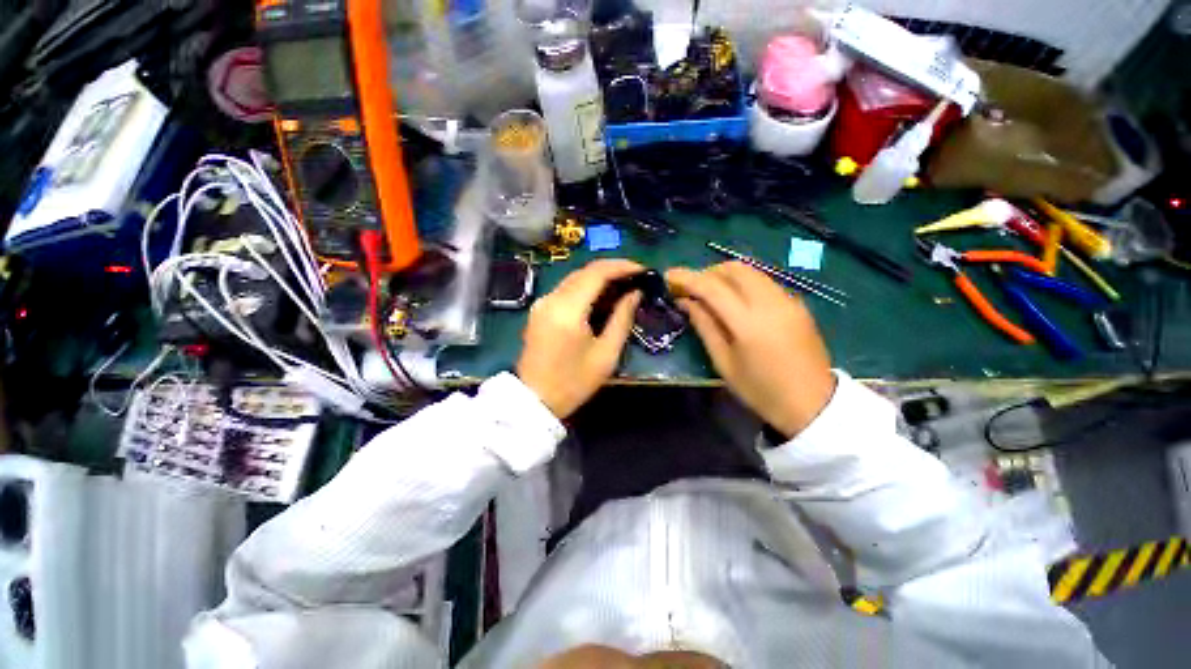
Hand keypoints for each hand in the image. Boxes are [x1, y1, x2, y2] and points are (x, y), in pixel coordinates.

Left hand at [516, 259, 643, 417]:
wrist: (535, 400)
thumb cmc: (574, 383)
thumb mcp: (606, 354)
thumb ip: (622, 319)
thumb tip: (635, 293)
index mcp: (568, 310)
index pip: (596, 273)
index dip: (622, 266)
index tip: (643, 270)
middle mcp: (551, 299)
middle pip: (584, 271)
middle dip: (612, 270)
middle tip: (636, 278)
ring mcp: (542, 303)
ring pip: (574, 278)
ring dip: (599, 278)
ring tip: (623, 287)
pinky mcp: (539, 310)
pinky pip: (566, 290)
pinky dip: (586, 288)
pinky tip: (601, 298)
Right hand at [667, 262, 834, 437]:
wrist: (813, 403)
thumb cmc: (760, 390)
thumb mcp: (723, 362)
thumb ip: (704, 325)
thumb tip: (686, 301)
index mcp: (748, 323)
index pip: (712, 287)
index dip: (686, 277)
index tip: (668, 276)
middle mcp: (770, 302)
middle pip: (733, 269)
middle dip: (706, 272)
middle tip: (689, 288)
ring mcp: (787, 300)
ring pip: (750, 270)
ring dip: (724, 275)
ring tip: (709, 292)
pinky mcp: (796, 303)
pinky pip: (763, 281)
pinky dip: (742, 282)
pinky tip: (734, 300)